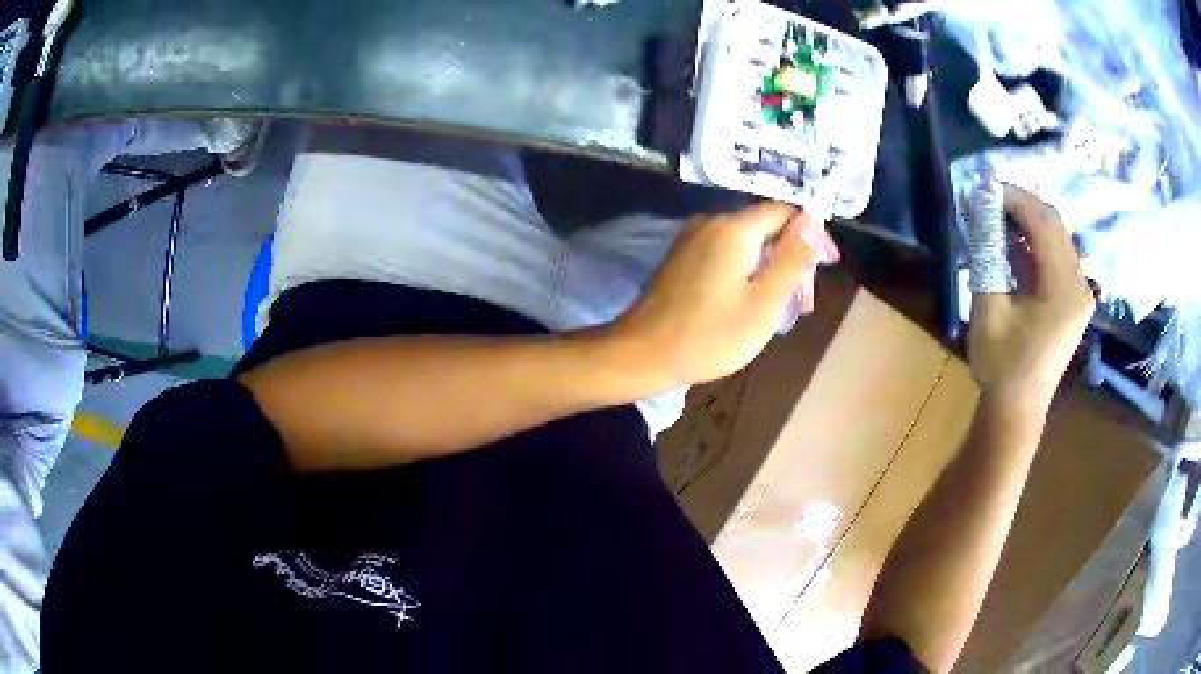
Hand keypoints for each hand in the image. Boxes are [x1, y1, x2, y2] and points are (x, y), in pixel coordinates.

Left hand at [613, 202, 837, 388]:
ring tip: (785, 308)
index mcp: (734, 228)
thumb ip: (793, 258)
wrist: (641, 355)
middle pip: (766, 227)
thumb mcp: (765, 302)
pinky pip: (726, 253)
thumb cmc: (709, 335)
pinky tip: (753, 302)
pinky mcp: (682, 257)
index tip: (828, 266)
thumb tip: (813, 217)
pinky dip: (748, 272)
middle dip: (793, 257)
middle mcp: (711, 222)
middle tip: (805, 303)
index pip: (786, 211)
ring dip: (772, 268)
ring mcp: (692, 239)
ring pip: (747, 242)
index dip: (812, 234)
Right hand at [969, 186, 1094, 410]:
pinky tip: (1011, 242)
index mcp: (1065, 288)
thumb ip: (987, 252)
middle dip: (1020, 205)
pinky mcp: (1073, 300)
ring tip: (994, 218)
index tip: (982, 189)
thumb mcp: (988, 307)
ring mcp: (1079, 292)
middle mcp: (1080, 284)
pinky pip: (1056, 256)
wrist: (1017, 410)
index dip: (1013, 198)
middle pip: (1053, 223)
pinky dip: (1033, 242)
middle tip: (986, 199)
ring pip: (1056, 236)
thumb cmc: (1001, 365)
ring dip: (1026, 222)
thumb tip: (977, 205)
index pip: (1044, 222)